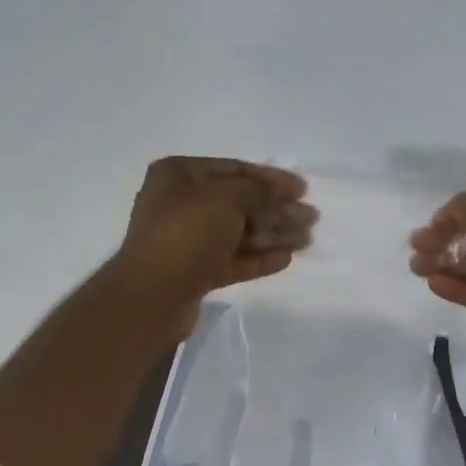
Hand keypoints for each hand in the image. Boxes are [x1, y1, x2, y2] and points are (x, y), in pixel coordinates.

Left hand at [116, 156, 315, 331]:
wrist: (153, 295)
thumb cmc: (187, 233)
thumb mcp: (227, 199)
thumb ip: (259, 192)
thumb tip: (281, 194)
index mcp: (179, 175)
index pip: (234, 170)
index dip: (271, 178)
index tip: (302, 189)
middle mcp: (180, 204)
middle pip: (239, 203)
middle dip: (276, 210)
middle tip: (312, 218)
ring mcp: (186, 240)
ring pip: (237, 233)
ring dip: (272, 235)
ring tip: (306, 241)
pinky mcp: (194, 272)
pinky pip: (231, 260)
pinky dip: (257, 258)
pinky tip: (285, 259)